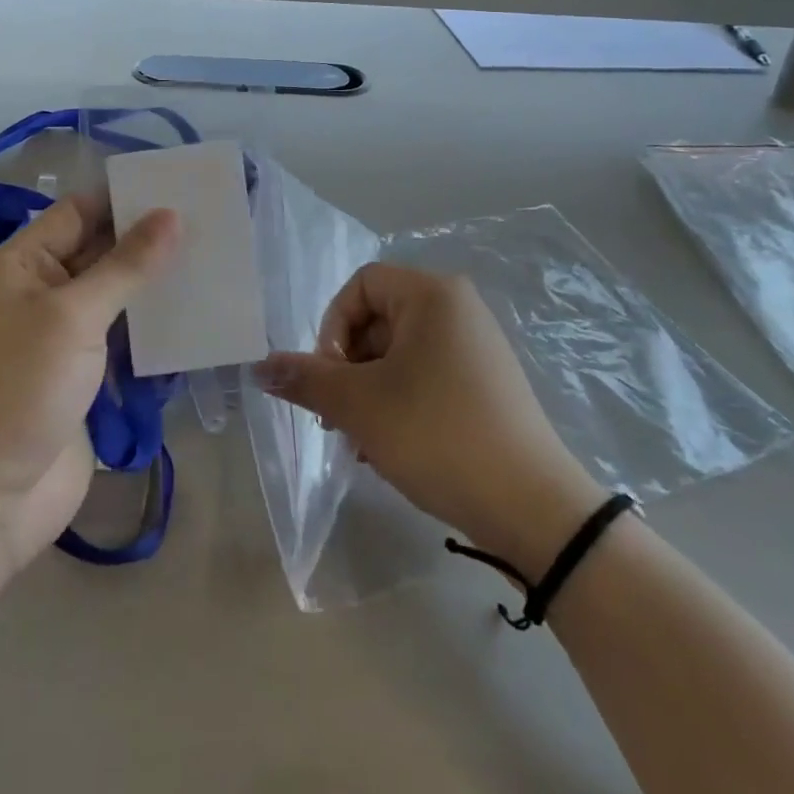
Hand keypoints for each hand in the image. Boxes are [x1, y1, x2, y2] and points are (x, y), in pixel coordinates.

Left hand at [0, 194, 177, 572]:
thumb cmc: (16, 392)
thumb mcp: (72, 317)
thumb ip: (125, 265)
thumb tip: (170, 214)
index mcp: (21, 266)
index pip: (79, 212)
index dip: (125, 198)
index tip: (182, 188)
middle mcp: (41, 294)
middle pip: (100, 252)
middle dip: (150, 240)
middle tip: (213, 223)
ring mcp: (62, 340)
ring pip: (117, 298)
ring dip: (157, 286)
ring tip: (216, 263)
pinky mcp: (83, 379)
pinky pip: (123, 341)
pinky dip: (154, 330)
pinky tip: (198, 319)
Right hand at [255, 264, 604, 580]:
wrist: (533, 506)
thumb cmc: (438, 435)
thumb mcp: (360, 406)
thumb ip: (306, 380)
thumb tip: (259, 367)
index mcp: (432, 294)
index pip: (360, 287)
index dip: (333, 328)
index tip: (331, 380)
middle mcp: (458, 308)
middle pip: (378, 320)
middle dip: (349, 369)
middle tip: (340, 420)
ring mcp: (476, 346)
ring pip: (399, 354)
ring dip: (370, 393)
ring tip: (364, 444)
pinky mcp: (487, 382)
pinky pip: (427, 375)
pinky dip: (400, 403)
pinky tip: (392, 449)